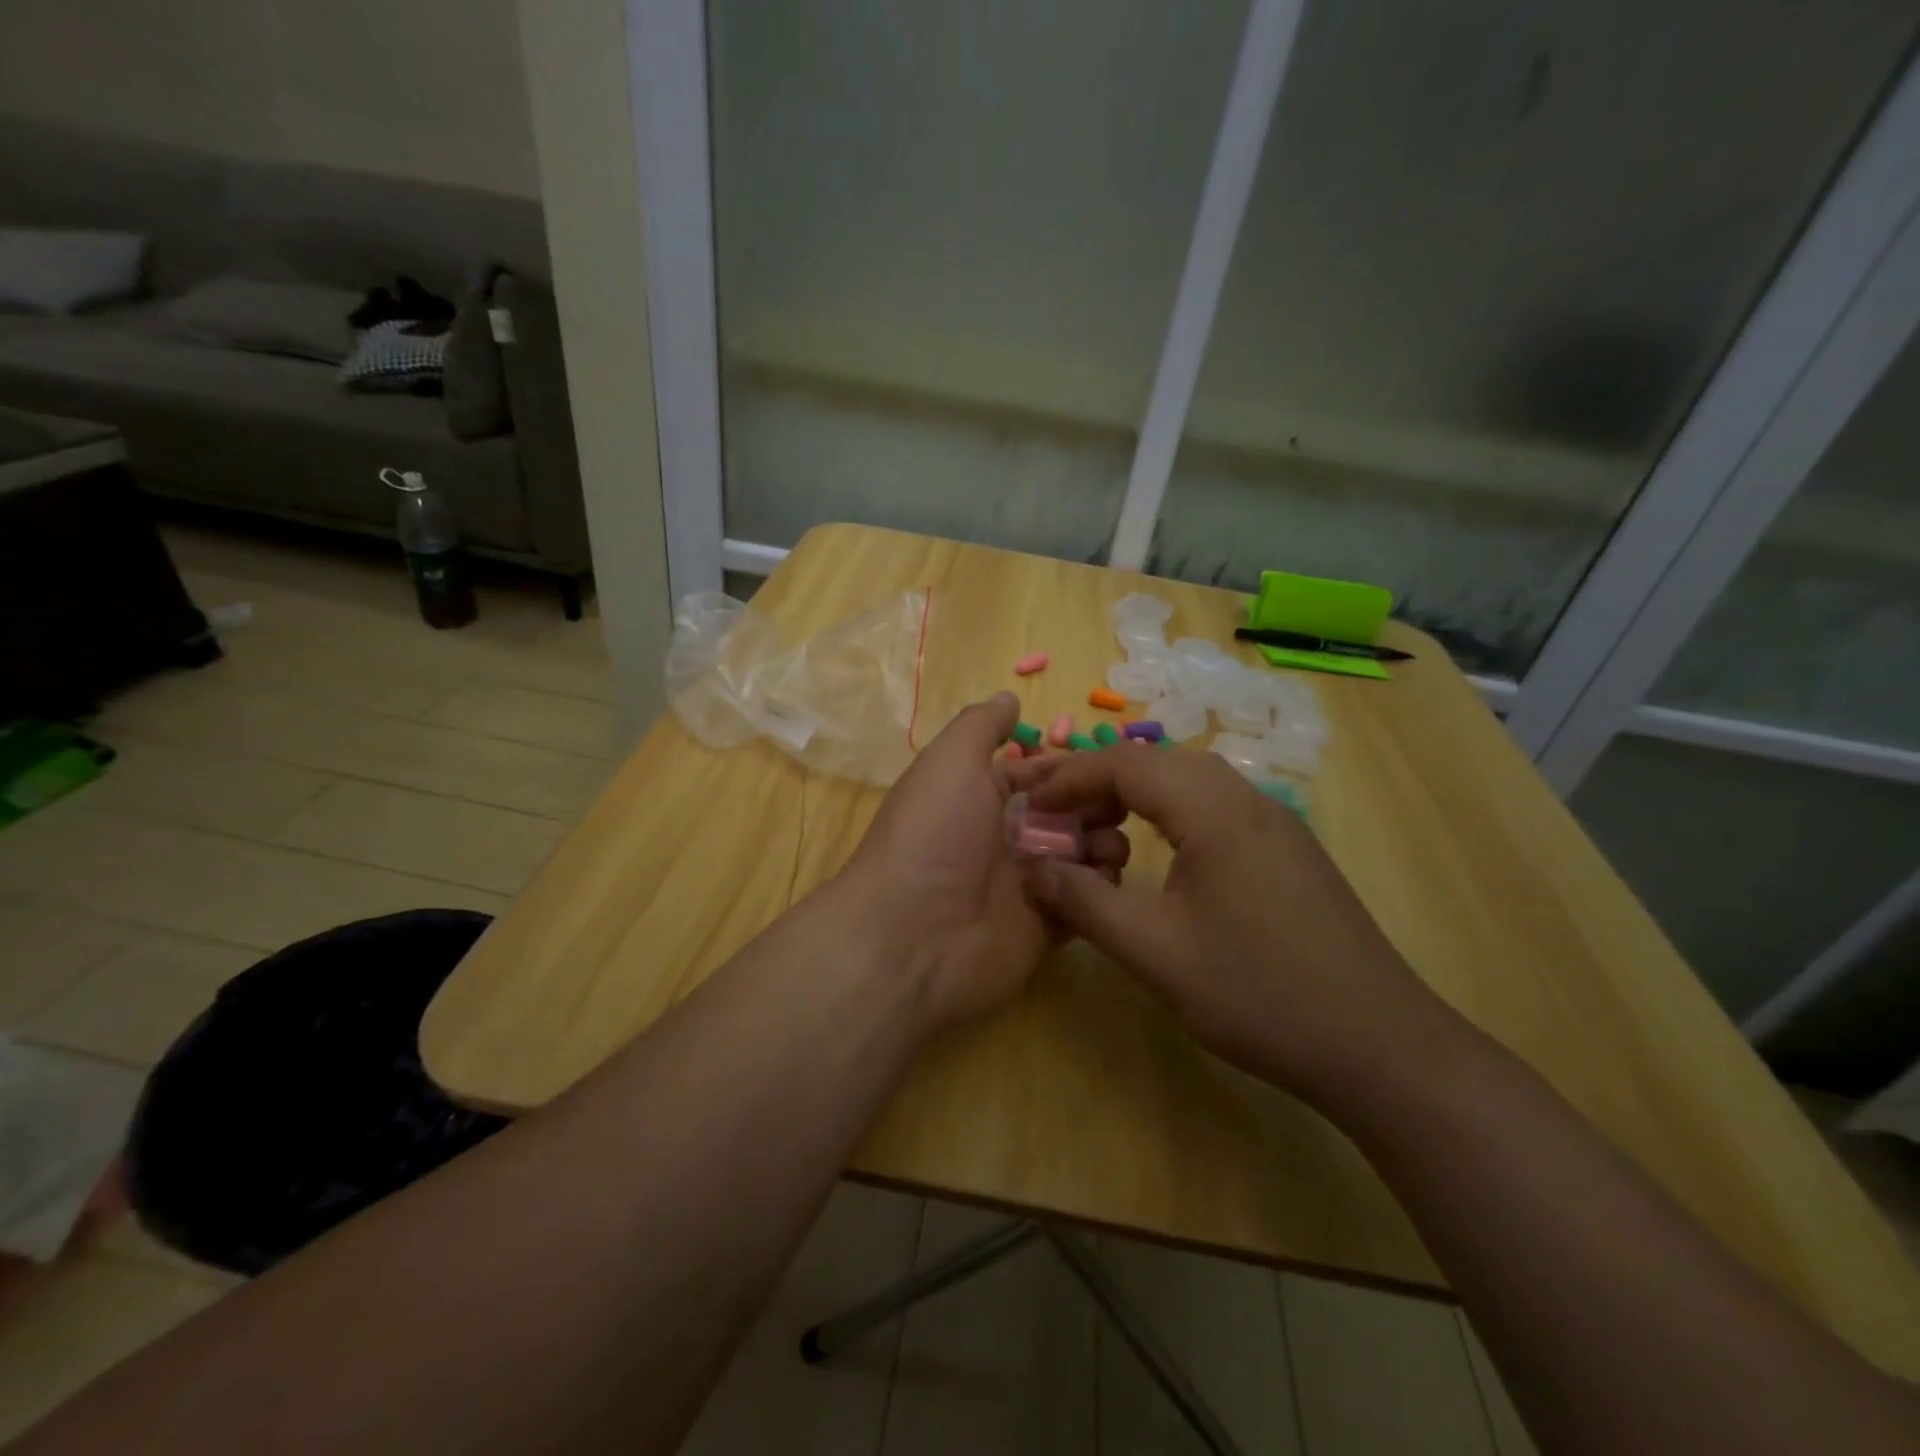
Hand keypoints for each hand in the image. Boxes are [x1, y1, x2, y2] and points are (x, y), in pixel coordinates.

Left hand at [837, 693, 1127, 1029]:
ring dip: (1105, 846)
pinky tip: (1101, 882)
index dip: (1074, 769)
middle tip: (1120, 808)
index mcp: (983, 798)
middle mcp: (1005, 838)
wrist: (911, 937)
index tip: (1112, 767)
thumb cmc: (933, 836)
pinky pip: (1086, 903)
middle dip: (1099, 807)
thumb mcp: (949, 762)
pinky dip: (1099, 891)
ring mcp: (1027, 885)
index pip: (1041, 776)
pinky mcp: (1045, 927)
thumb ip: (981, 726)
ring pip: (1083, 856)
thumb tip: (1007, 696)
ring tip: (1106, 847)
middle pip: (1070, 815)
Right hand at [1006, 748, 1452, 1105]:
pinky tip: (1151, 855)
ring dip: (1133, 796)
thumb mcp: (1155, 952)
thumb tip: (1031, 868)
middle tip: (1051, 812)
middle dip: (1096, 780)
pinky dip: (1167, 816)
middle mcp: (1247, 800)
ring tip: (1093, 831)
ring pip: (1187, 784)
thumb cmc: (1259, 994)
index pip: (1126, 763)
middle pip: (1157, 762)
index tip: (1027, 802)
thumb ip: (1085, 902)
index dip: (1068, 777)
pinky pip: (1213, 809)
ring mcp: (1274, 824)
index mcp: (1216, 810)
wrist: (1379, 1047)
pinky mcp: (1286, 851)